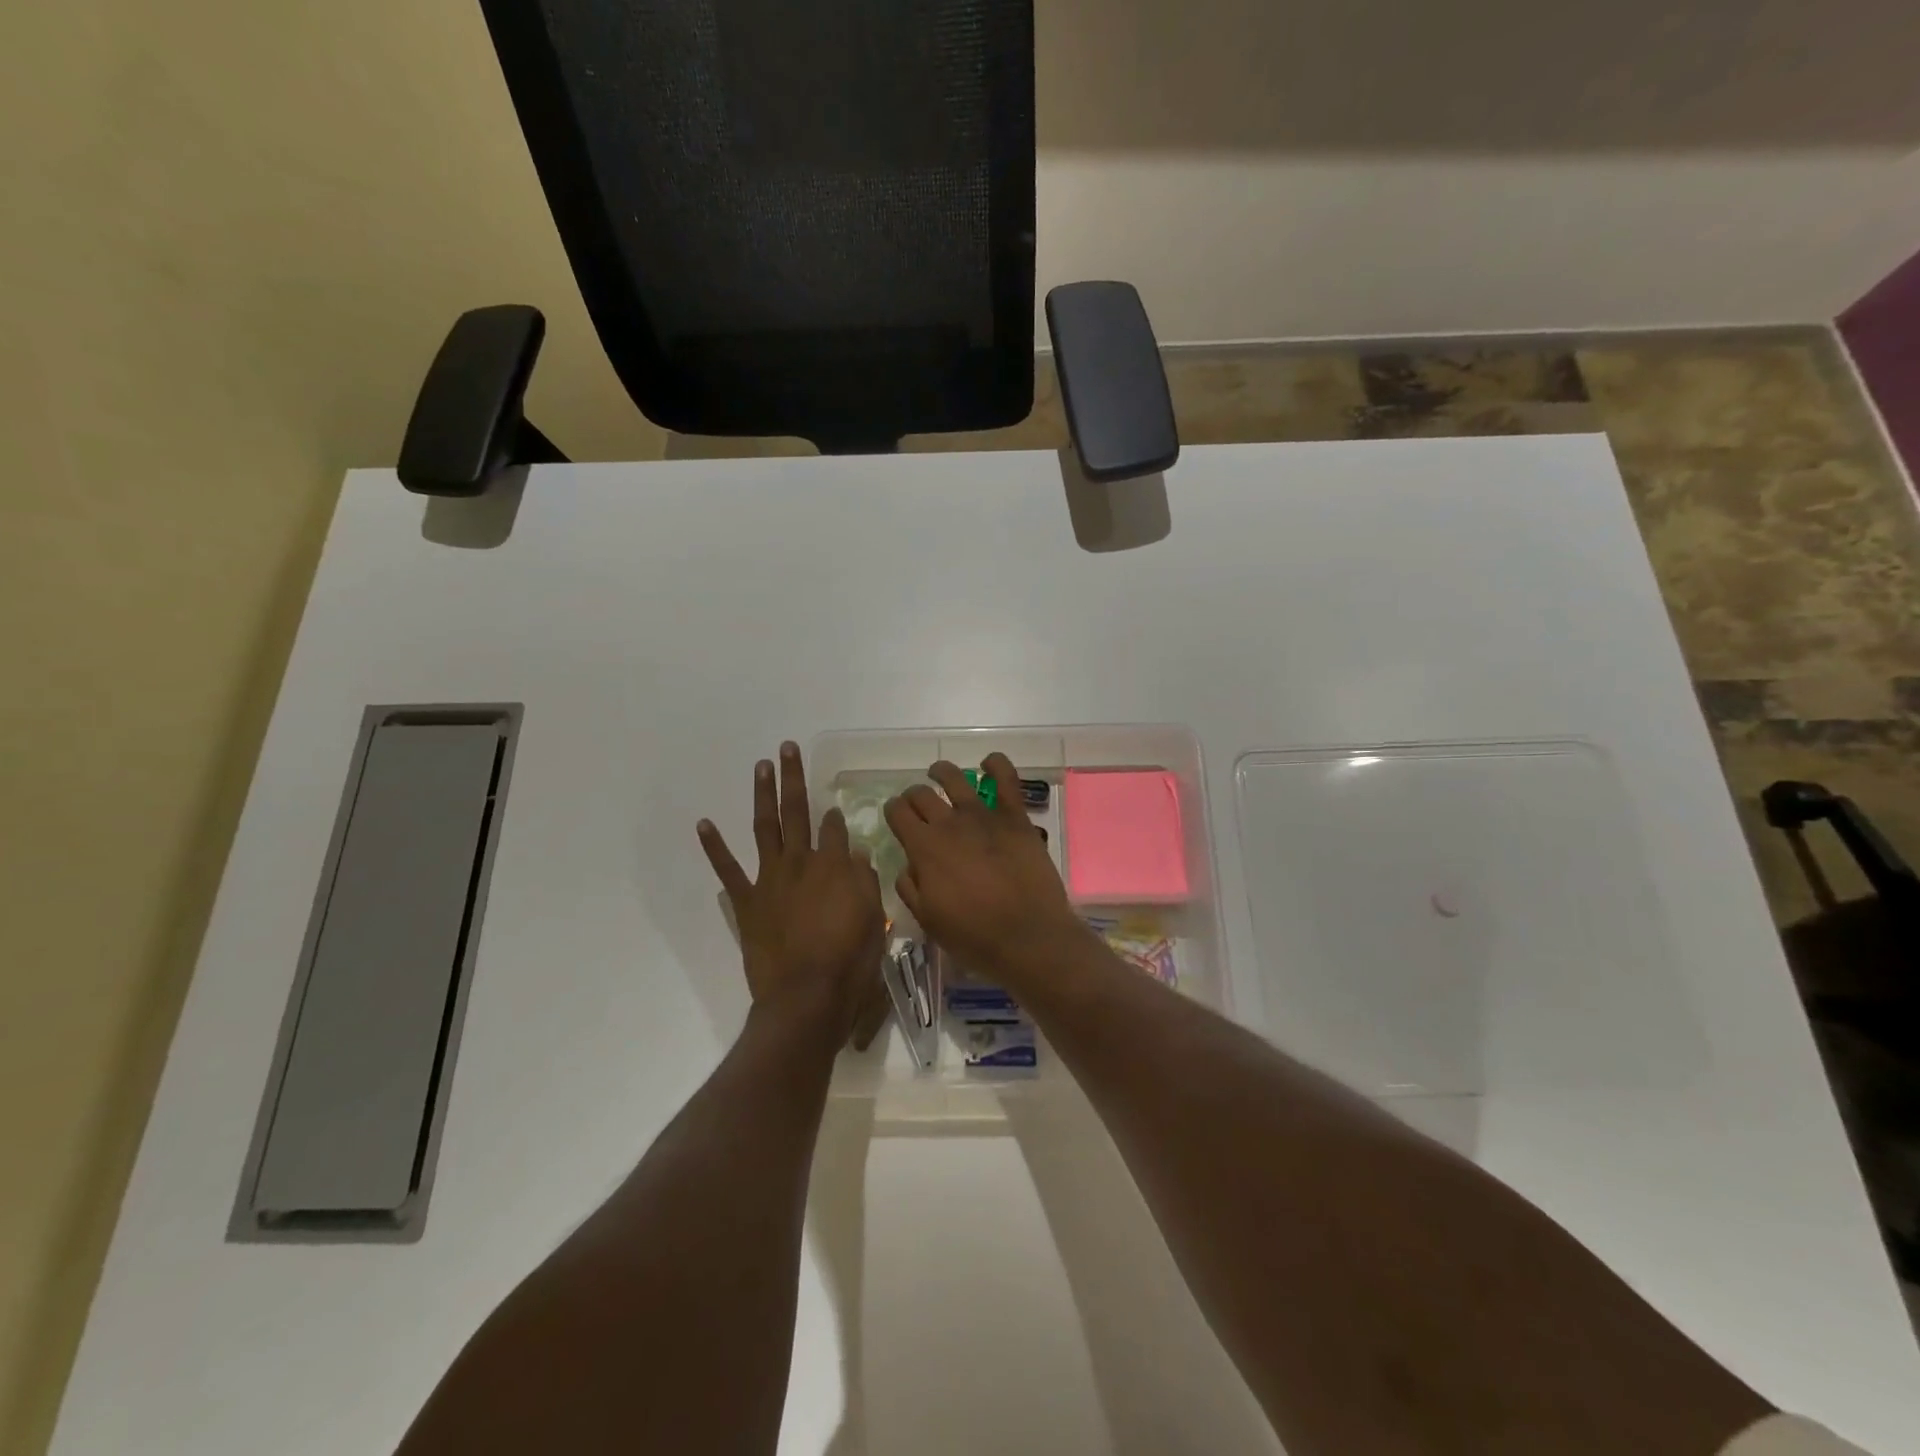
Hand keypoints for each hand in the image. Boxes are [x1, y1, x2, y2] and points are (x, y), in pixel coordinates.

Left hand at [699, 743, 890, 1048]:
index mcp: (834, 865)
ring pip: (765, 826)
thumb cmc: (849, 960)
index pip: (834, 828)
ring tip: (761, 765)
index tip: (834, 811)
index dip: (834, 817)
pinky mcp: (747, 901)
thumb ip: (865, 881)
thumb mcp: (874, 919)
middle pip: (798, 811)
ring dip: (763, 794)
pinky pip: (728, 869)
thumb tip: (856, 855)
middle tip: (787, 748)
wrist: (806, 996)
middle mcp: (800, 861)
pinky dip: (714, 847)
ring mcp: (770, 878)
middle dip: (793, 778)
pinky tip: (704, 823)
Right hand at [884, 754, 1096, 992]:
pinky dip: (995, 764)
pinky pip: (1006, 778)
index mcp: (924, 847)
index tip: (896, 815)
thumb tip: (908, 866)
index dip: (893, 811)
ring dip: (942, 772)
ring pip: (955, 778)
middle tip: (916, 805)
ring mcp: (984, 815)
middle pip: (922, 794)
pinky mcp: (1015, 817)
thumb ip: (911, 888)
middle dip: (913, 796)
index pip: (898, 813)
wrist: (1028, 936)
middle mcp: (949, 823)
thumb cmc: (974, 936)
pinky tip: (988, 763)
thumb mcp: (929, 920)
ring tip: (939, 774)